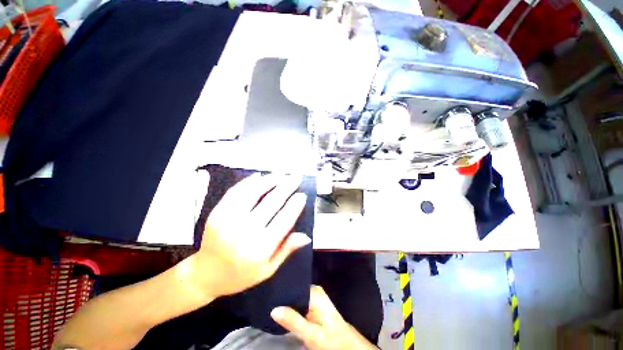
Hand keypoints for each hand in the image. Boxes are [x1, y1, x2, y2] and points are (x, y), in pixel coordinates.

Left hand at [188, 173, 311, 298]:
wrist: (205, 275)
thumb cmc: (240, 275)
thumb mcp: (267, 270)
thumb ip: (286, 250)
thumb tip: (306, 236)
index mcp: (260, 249)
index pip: (284, 221)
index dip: (295, 205)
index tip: (302, 194)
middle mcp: (245, 232)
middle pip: (271, 203)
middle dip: (287, 187)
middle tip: (296, 177)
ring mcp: (228, 220)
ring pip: (253, 193)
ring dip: (269, 181)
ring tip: (281, 174)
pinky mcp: (217, 213)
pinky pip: (235, 192)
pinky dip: (248, 182)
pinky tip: (259, 176)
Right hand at [271, 286, 376, 349]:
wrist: (345, 344)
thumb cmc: (331, 339)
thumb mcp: (311, 334)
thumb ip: (293, 321)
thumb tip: (274, 309)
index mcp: (314, 292)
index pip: (294, 286)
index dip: (281, 291)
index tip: (268, 294)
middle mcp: (313, 290)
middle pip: (293, 290)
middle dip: (282, 298)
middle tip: (268, 302)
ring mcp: (313, 295)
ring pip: (294, 296)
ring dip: (285, 303)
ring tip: (271, 304)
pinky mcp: (312, 302)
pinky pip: (298, 301)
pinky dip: (290, 307)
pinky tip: (281, 310)